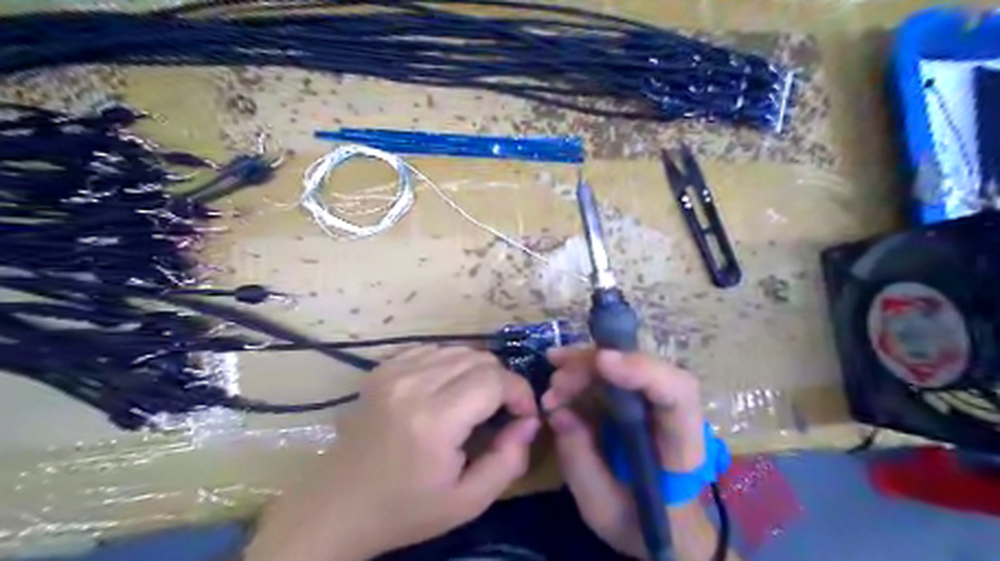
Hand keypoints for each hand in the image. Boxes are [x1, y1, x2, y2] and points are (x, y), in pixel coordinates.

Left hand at [243, 347, 538, 560]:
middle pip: (481, 358)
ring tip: (475, 402)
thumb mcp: (468, 501)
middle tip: (501, 412)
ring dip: (478, 372)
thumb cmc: (406, 510)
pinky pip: (434, 349)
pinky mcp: (382, 368)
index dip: (520, 392)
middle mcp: (412, 384)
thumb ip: (509, 460)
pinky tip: (447, 391)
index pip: (496, 379)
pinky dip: (451, 365)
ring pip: (459, 349)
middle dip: (502, 382)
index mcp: (433, 420)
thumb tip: (530, 421)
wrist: (338, 507)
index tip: (523, 416)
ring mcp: (393, 371)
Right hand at [544, 346, 704, 560]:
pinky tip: (559, 371)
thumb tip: (557, 412)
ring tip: (552, 382)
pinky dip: (584, 368)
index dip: (642, 371)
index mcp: (680, 447)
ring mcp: (655, 401)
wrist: (662, 525)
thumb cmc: (638, 522)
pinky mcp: (636, 398)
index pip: (677, 394)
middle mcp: (673, 413)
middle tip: (555, 383)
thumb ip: (580, 461)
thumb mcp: (602, 506)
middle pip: (644, 368)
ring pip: (626, 363)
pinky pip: (614, 372)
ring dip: (585, 365)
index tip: (602, 362)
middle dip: (596, 367)